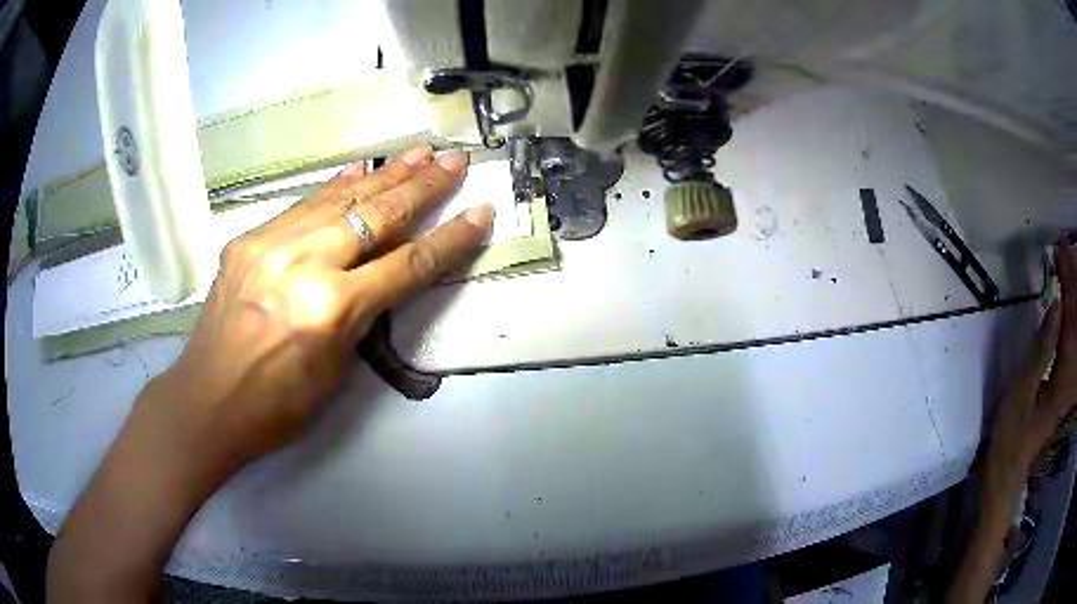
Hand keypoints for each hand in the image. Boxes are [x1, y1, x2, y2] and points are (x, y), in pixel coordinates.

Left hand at [159, 145, 491, 468]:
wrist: (205, 402)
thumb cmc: (275, 408)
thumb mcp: (333, 373)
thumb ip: (358, 317)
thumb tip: (378, 276)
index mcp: (330, 312)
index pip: (407, 264)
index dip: (449, 238)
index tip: (480, 212)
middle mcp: (303, 265)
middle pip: (376, 216)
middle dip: (423, 186)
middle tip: (455, 159)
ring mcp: (270, 245)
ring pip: (339, 200)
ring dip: (383, 175)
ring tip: (417, 154)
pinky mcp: (247, 241)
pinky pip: (300, 207)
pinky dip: (333, 189)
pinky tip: (356, 172)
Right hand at [984, 243, 1076, 492]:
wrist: (1010, 467)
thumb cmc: (1011, 433)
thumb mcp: (1021, 393)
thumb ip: (1041, 350)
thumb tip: (1056, 305)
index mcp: (1063, 378)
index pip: (1071, 320)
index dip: (1069, 283)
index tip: (1061, 252)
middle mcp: (1071, 375)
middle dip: (1074, 281)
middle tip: (1065, 249)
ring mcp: (1070, 378)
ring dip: (1074, 294)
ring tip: (1068, 263)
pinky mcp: (1066, 380)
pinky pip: (1074, 338)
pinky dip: (1072, 313)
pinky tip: (1067, 297)